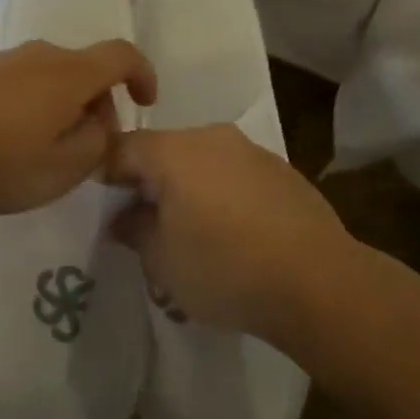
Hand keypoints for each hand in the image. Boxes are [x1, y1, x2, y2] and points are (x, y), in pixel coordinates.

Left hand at [0, 39, 157, 215]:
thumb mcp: (60, 169)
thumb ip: (95, 146)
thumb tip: (100, 126)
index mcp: (70, 73)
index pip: (122, 56)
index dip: (143, 75)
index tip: (146, 103)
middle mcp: (40, 55)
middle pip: (84, 70)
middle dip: (97, 106)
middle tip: (86, 151)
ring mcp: (0, 59)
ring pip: (47, 80)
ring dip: (58, 110)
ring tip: (39, 155)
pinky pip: (15, 86)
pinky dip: (25, 109)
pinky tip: (0, 146)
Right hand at [105, 125, 352, 339]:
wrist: (318, 281)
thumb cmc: (225, 268)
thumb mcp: (163, 260)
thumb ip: (134, 230)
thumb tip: (123, 217)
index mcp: (175, 150)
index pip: (122, 148)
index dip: (104, 174)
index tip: (102, 206)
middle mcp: (213, 137)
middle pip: (164, 151)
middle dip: (149, 183)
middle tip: (144, 225)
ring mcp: (252, 150)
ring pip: (202, 161)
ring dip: (188, 188)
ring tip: (191, 233)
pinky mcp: (282, 170)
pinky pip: (235, 174)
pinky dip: (223, 194)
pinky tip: (233, 233)